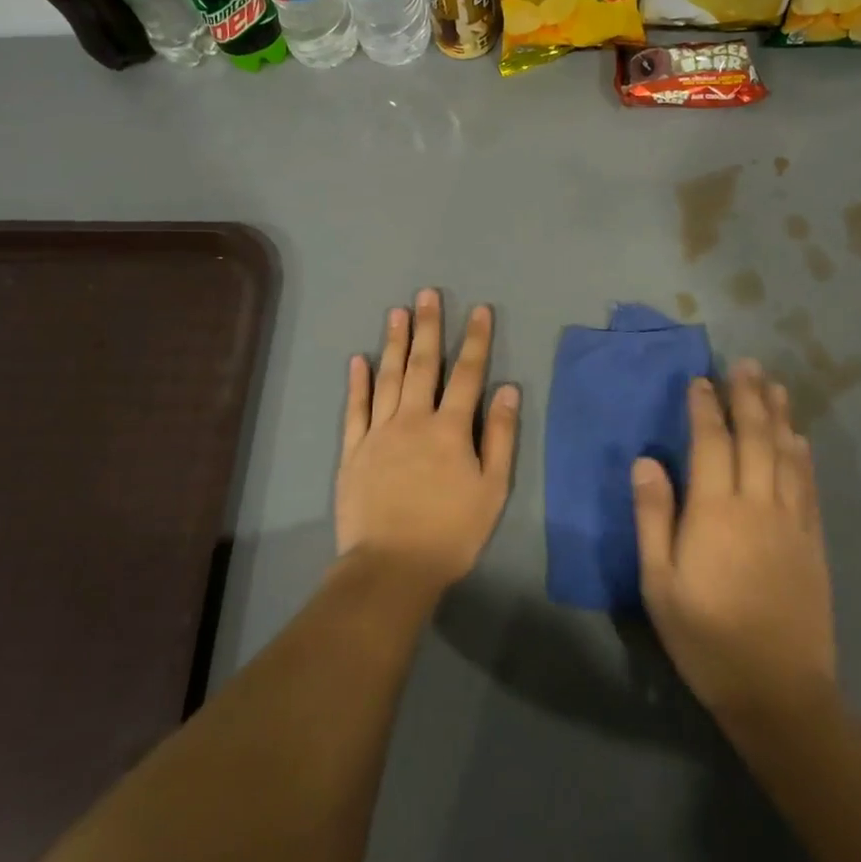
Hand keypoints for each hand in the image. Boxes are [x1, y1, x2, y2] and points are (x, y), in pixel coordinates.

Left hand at [336, 290, 519, 598]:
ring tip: (397, 312)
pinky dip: (358, 383)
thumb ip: (499, 437)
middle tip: (427, 294)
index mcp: (450, 429)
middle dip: (428, 327)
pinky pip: (355, 409)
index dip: (475, 340)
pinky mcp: (353, 450)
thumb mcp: (492, 489)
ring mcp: (379, 433)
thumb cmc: (451, 532)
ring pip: (388, 378)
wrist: (391, 567)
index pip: (467, 374)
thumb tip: (507, 391)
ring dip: (394, 343)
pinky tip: (359, 360)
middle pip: (423, 365)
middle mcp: (413, 420)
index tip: (479, 310)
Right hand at [632, 359, 836, 724]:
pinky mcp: (812, 542)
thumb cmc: (706, 638)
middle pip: (755, 437)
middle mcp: (757, 504)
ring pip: (786, 454)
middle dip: (748, 397)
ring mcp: (791, 521)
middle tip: (746, 364)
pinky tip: (799, 439)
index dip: (705, 407)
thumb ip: (653, 517)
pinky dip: (802, 455)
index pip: (711, 442)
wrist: (778, 692)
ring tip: (774, 385)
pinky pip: (808, 485)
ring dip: (779, 415)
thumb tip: (646, 461)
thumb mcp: (659, 583)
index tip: (701, 380)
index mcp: (715, 511)